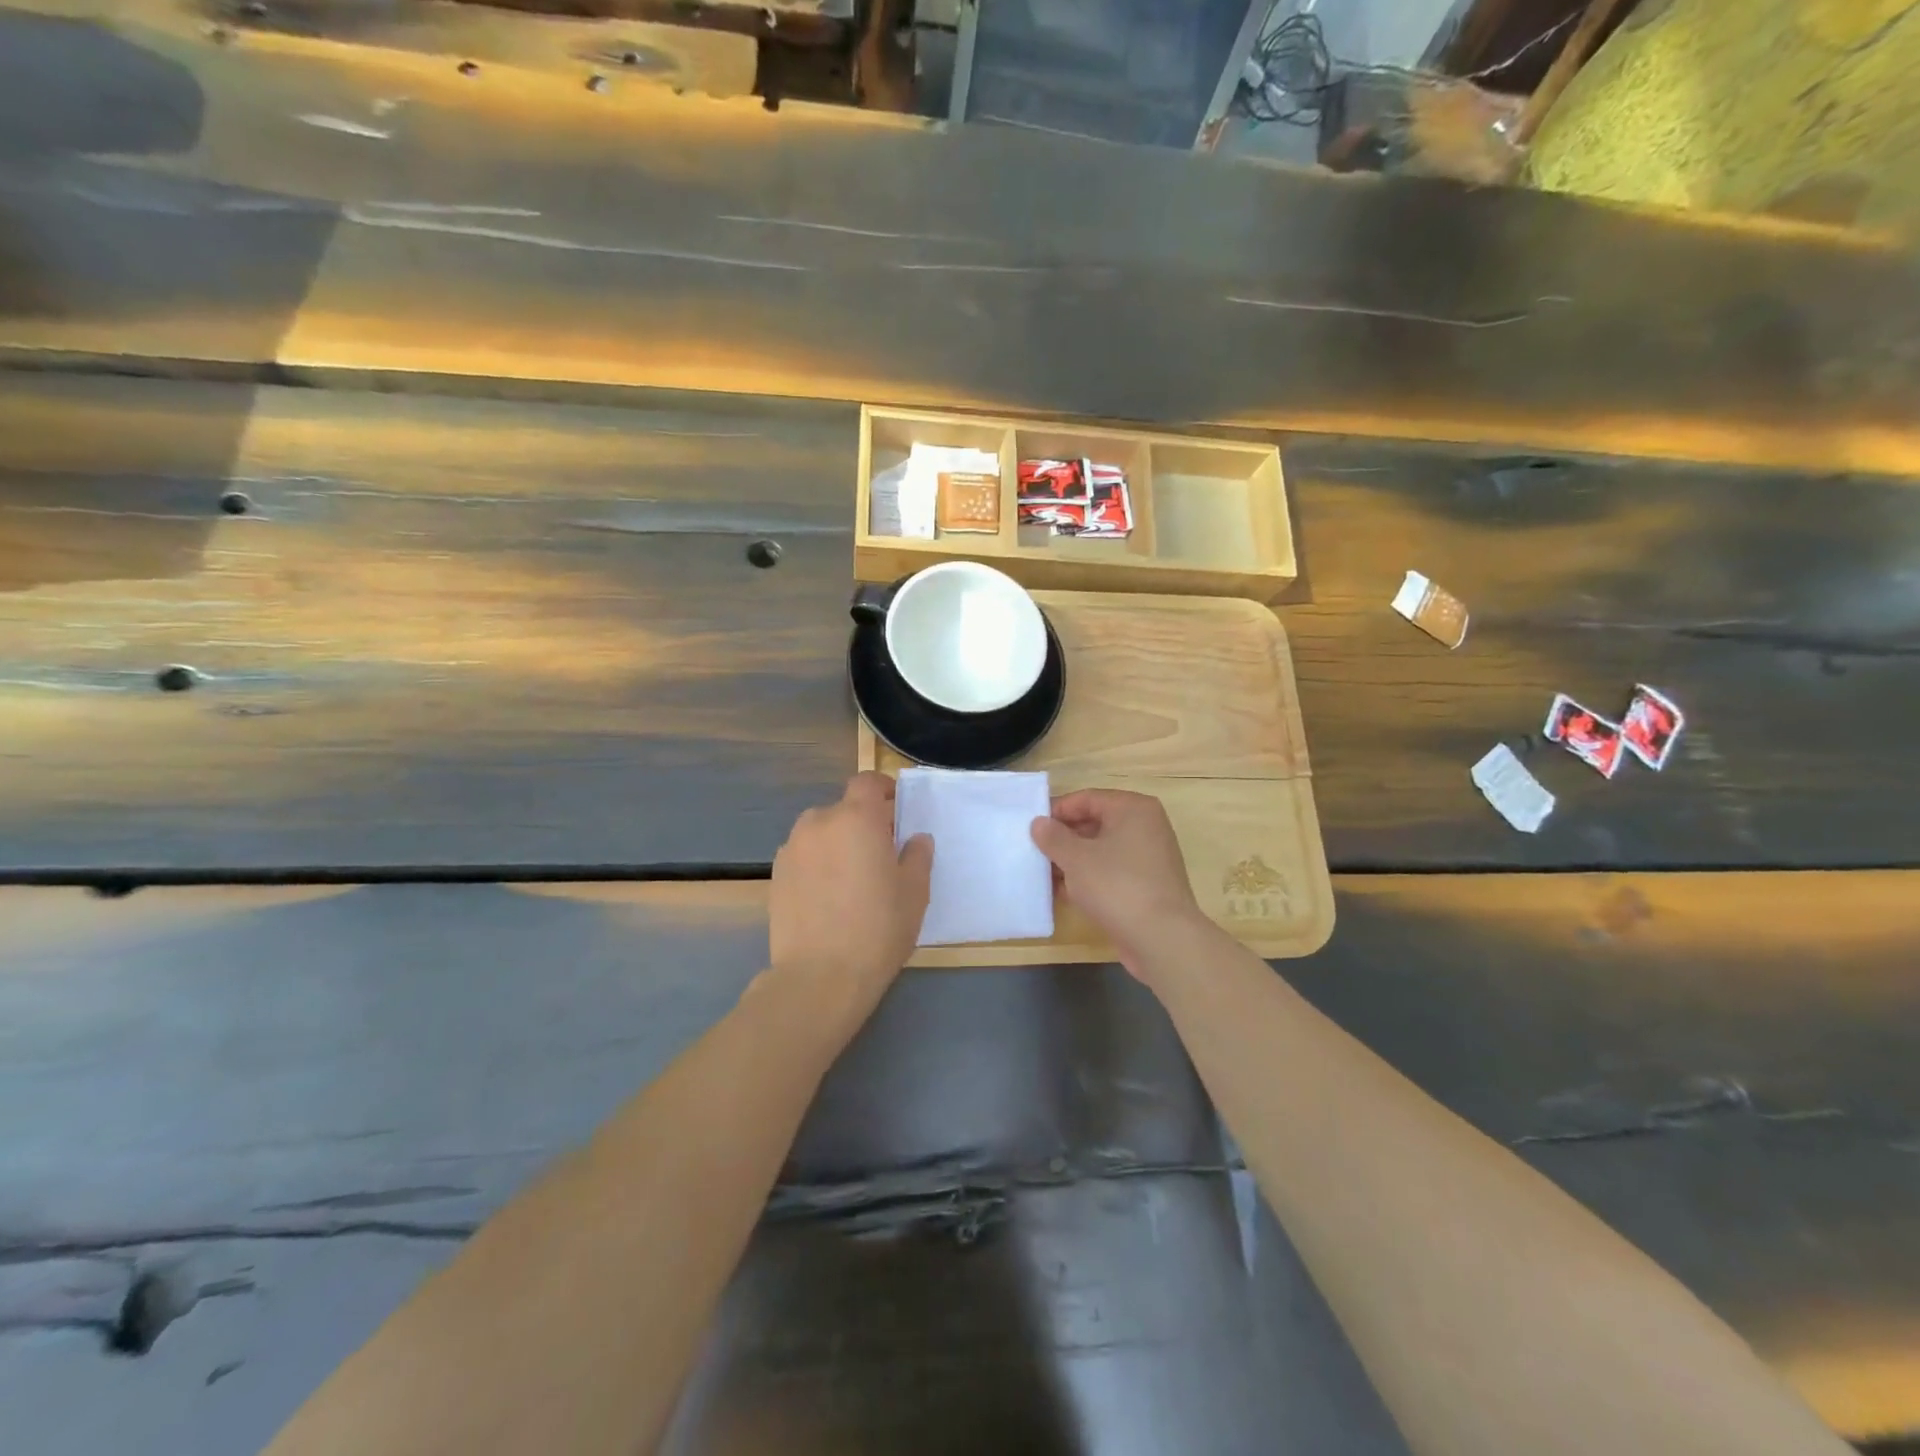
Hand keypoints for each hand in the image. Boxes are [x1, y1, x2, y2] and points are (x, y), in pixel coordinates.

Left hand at [769, 772, 932, 1020]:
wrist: (820, 977)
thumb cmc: (878, 929)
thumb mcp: (914, 892)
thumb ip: (917, 856)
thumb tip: (916, 839)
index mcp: (856, 818)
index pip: (866, 782)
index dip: (882, 789)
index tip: (896, 807)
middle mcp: (818, 823)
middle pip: (843, 809)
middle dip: (861, 822)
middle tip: (880, 852)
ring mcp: (791, 849)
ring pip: (820, 832)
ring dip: (836, 842)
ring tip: (851, 876)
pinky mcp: (775, 876)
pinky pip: (803, 856)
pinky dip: (816, 864)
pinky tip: (827, 896)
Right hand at [1031, 789, 1210, 980]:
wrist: (1162, 938)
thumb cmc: (1117, 885)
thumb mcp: (1076, 858)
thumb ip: (1053, 837)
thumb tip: (1039, 823)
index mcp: (1133, 809)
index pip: (1087, 798)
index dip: (1057, 811)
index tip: (1031, 827)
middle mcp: (1145, 827)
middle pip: (1095, 823)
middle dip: (1063, 838)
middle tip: (1034, 851)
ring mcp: (1149, 857)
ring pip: (1102, 850)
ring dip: (1073, 861)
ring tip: (1043, 874)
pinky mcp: (1147, 885)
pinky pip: (1111, 872)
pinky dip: (1089, 878)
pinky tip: (1064, 893)